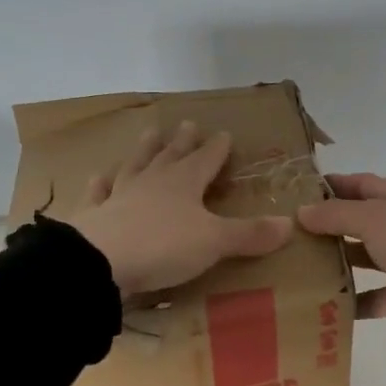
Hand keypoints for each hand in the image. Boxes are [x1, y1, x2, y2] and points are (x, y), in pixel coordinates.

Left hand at [68, 122, 292, 298]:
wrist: (100, 262)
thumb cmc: (164, 246)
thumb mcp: (215, 242)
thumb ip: (250, 234)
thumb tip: (291, 224)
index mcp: (185, 182)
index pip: (206, 159)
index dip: (217, 148)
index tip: (224, 133)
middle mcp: (153, 181)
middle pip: (170, 155)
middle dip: (182, 141)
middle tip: (187, 123)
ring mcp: (120, 195)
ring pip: (135, 165)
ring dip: (144, 151)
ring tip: (149, 134)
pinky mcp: (95, 215)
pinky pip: (98, 193)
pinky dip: (100, 184)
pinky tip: (98, 175)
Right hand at [297, 173, 385, 348]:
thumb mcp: (375, 220)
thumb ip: (337, 215)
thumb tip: (302, 211)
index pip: (361, 185)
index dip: (333, 185)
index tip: (296, 192)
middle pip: (358, 223)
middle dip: (326, 227)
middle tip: (286, 235)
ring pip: (363, 261)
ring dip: (334, 265)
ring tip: (295, 269)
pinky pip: (372, 299)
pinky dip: (350, 303)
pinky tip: (319, 307)